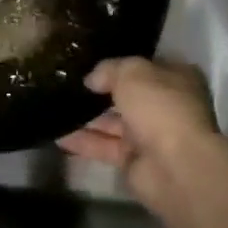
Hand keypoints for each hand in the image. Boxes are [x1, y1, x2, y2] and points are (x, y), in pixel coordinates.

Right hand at [58, 57, 227, 222]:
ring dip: (84, 116)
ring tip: (52, 105)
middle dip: (97, 92)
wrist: (175, 167)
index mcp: (175, 80)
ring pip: (111, 122)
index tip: (88, 61)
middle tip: (64, 82)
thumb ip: (109, 69)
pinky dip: (81, 141)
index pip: (144, 67)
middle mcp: (165, 106)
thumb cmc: (160, 108)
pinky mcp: (133, 160)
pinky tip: (55, 133)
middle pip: (126, 95)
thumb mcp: (132, 72)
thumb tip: (92, 79)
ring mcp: (149, 135)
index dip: (118, 64)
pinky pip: (102, 146)